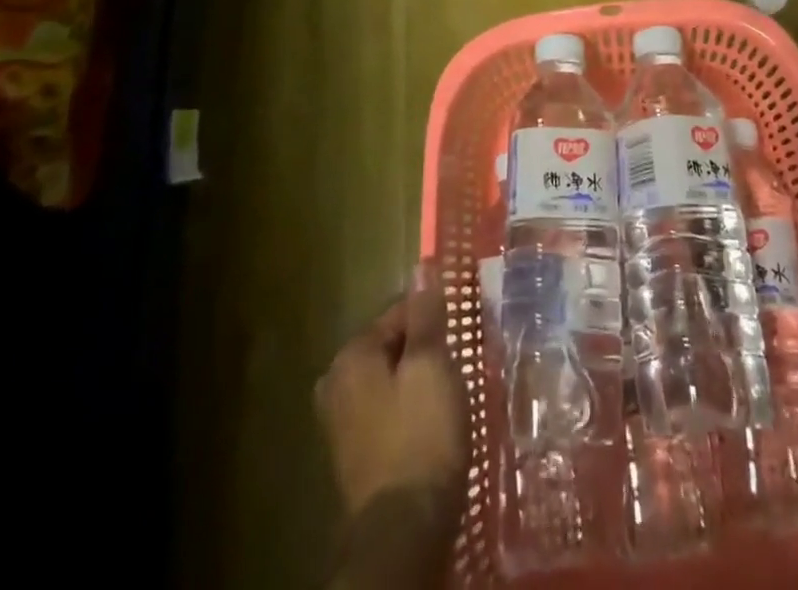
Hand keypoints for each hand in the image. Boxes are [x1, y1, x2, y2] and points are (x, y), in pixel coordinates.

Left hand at [316, 263, 468, 527]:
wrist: (404, 531)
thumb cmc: (420, 435)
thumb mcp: (431, 365)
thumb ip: (426, 315)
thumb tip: (421, 267)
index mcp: (351, 356)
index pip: (399, 312)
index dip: (433, 317)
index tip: (461, 330)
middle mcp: (336, 383)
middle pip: (392, 346)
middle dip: (424, 350)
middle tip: (457, 362)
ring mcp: (341, 423)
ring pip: (389, 380)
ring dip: (418, 381)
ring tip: (450, 391)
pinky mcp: (355, 454)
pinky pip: (386, 411)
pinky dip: (409, 409)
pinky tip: (432, 422)